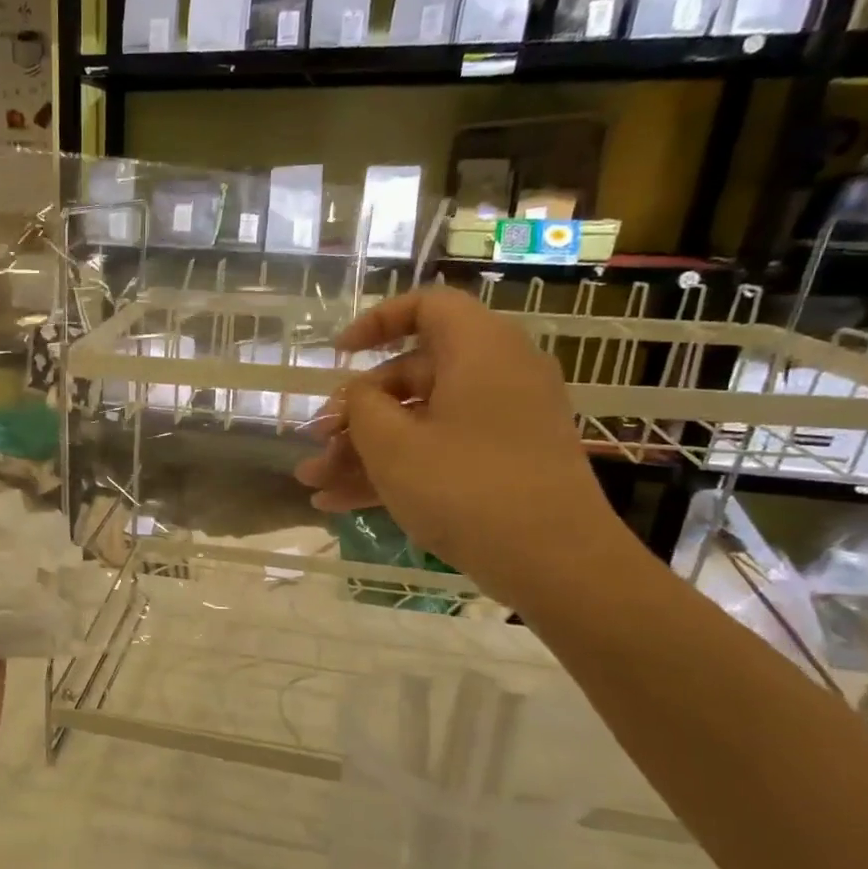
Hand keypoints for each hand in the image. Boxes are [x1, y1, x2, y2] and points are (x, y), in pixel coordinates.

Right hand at [294, 284, 628, 606]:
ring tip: (313, 484)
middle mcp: (495, 375)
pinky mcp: (502, 464)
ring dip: (362, 451)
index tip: (337, 355)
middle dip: (354, 414)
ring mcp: (501, 423)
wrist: (554, 562)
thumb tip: (360, 396)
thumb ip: (361, 407)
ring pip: (418, 423)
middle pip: (411, 376)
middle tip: (316, 446)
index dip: (375, 323)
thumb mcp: (393, 445)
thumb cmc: (465, 487)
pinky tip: (339, 503)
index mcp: (478, 349)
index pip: (426, 306)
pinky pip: (437, 452)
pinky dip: (394, 471)